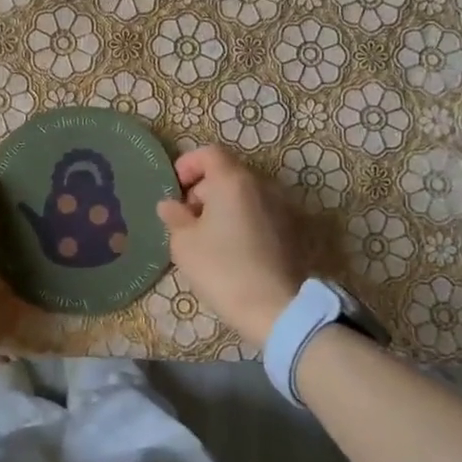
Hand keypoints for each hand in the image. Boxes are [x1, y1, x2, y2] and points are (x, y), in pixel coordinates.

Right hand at [156, 145, 301, 344]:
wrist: (275, 308)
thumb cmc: (222, 268)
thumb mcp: (184, 243)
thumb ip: (174, 217)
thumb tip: (170, 205)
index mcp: (233, 181)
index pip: (209, 153)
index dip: (188, 165)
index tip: (175, 189)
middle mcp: (261, 186)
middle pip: (227, 173)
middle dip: (203, 189)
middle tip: (186, 218)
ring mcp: (280, 207)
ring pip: (244, 194)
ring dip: (222, 206)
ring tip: (206, 236)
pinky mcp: (290, 230)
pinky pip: (258, 213)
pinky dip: (241, 220)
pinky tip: (230, 248)